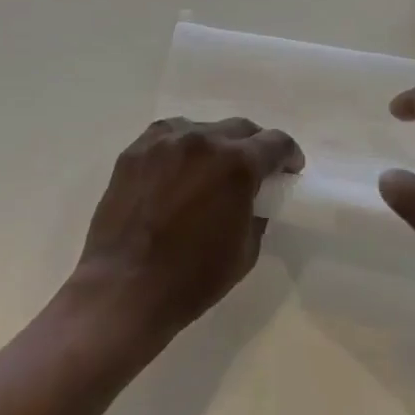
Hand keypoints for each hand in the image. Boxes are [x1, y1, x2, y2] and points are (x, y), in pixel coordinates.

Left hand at [73, 116, 302, 350]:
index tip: (289, 169)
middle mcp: (202, 140)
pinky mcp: (135, 150)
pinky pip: (168, 136)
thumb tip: (253, 197)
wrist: (125, 287)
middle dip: (254, 146)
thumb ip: (255, 212)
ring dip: (215, 144)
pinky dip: (182, 147)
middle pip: (239, 128)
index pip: (275, 143)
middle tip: (254, 170)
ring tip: (212, 169)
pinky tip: (179, 169)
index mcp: (236, 164)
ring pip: (201, 128)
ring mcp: (164, 141)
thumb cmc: (192, 278)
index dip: (288, 155)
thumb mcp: (245, 251)